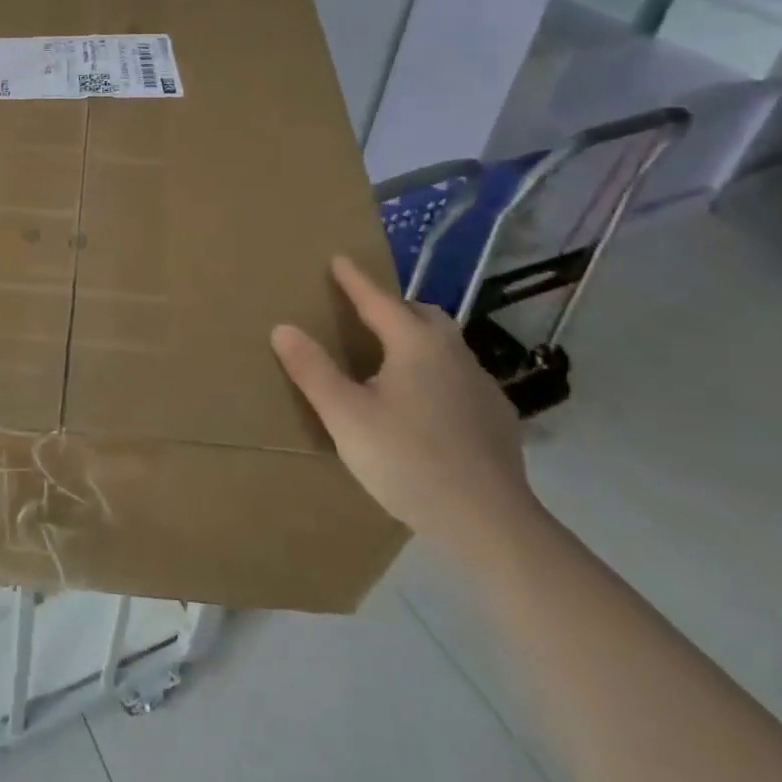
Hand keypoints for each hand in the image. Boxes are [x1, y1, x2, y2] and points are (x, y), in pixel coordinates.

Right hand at [270, 255, 542, 561]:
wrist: (489, 522)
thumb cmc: (408, 460)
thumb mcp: (346, 416)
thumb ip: (313, 370)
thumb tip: (283, 327)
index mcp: (416, 344)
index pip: (379, 300)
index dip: (355, 280)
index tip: (339, 259)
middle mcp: (454, 353)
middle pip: (422, 315)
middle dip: (393, 307)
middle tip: (366, 314)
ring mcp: (482, 385)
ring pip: (446, 345)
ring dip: (418, 339)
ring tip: (393, 359)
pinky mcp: (498, 418)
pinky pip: (460, 377)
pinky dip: (438, 374)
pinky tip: (427, 405)